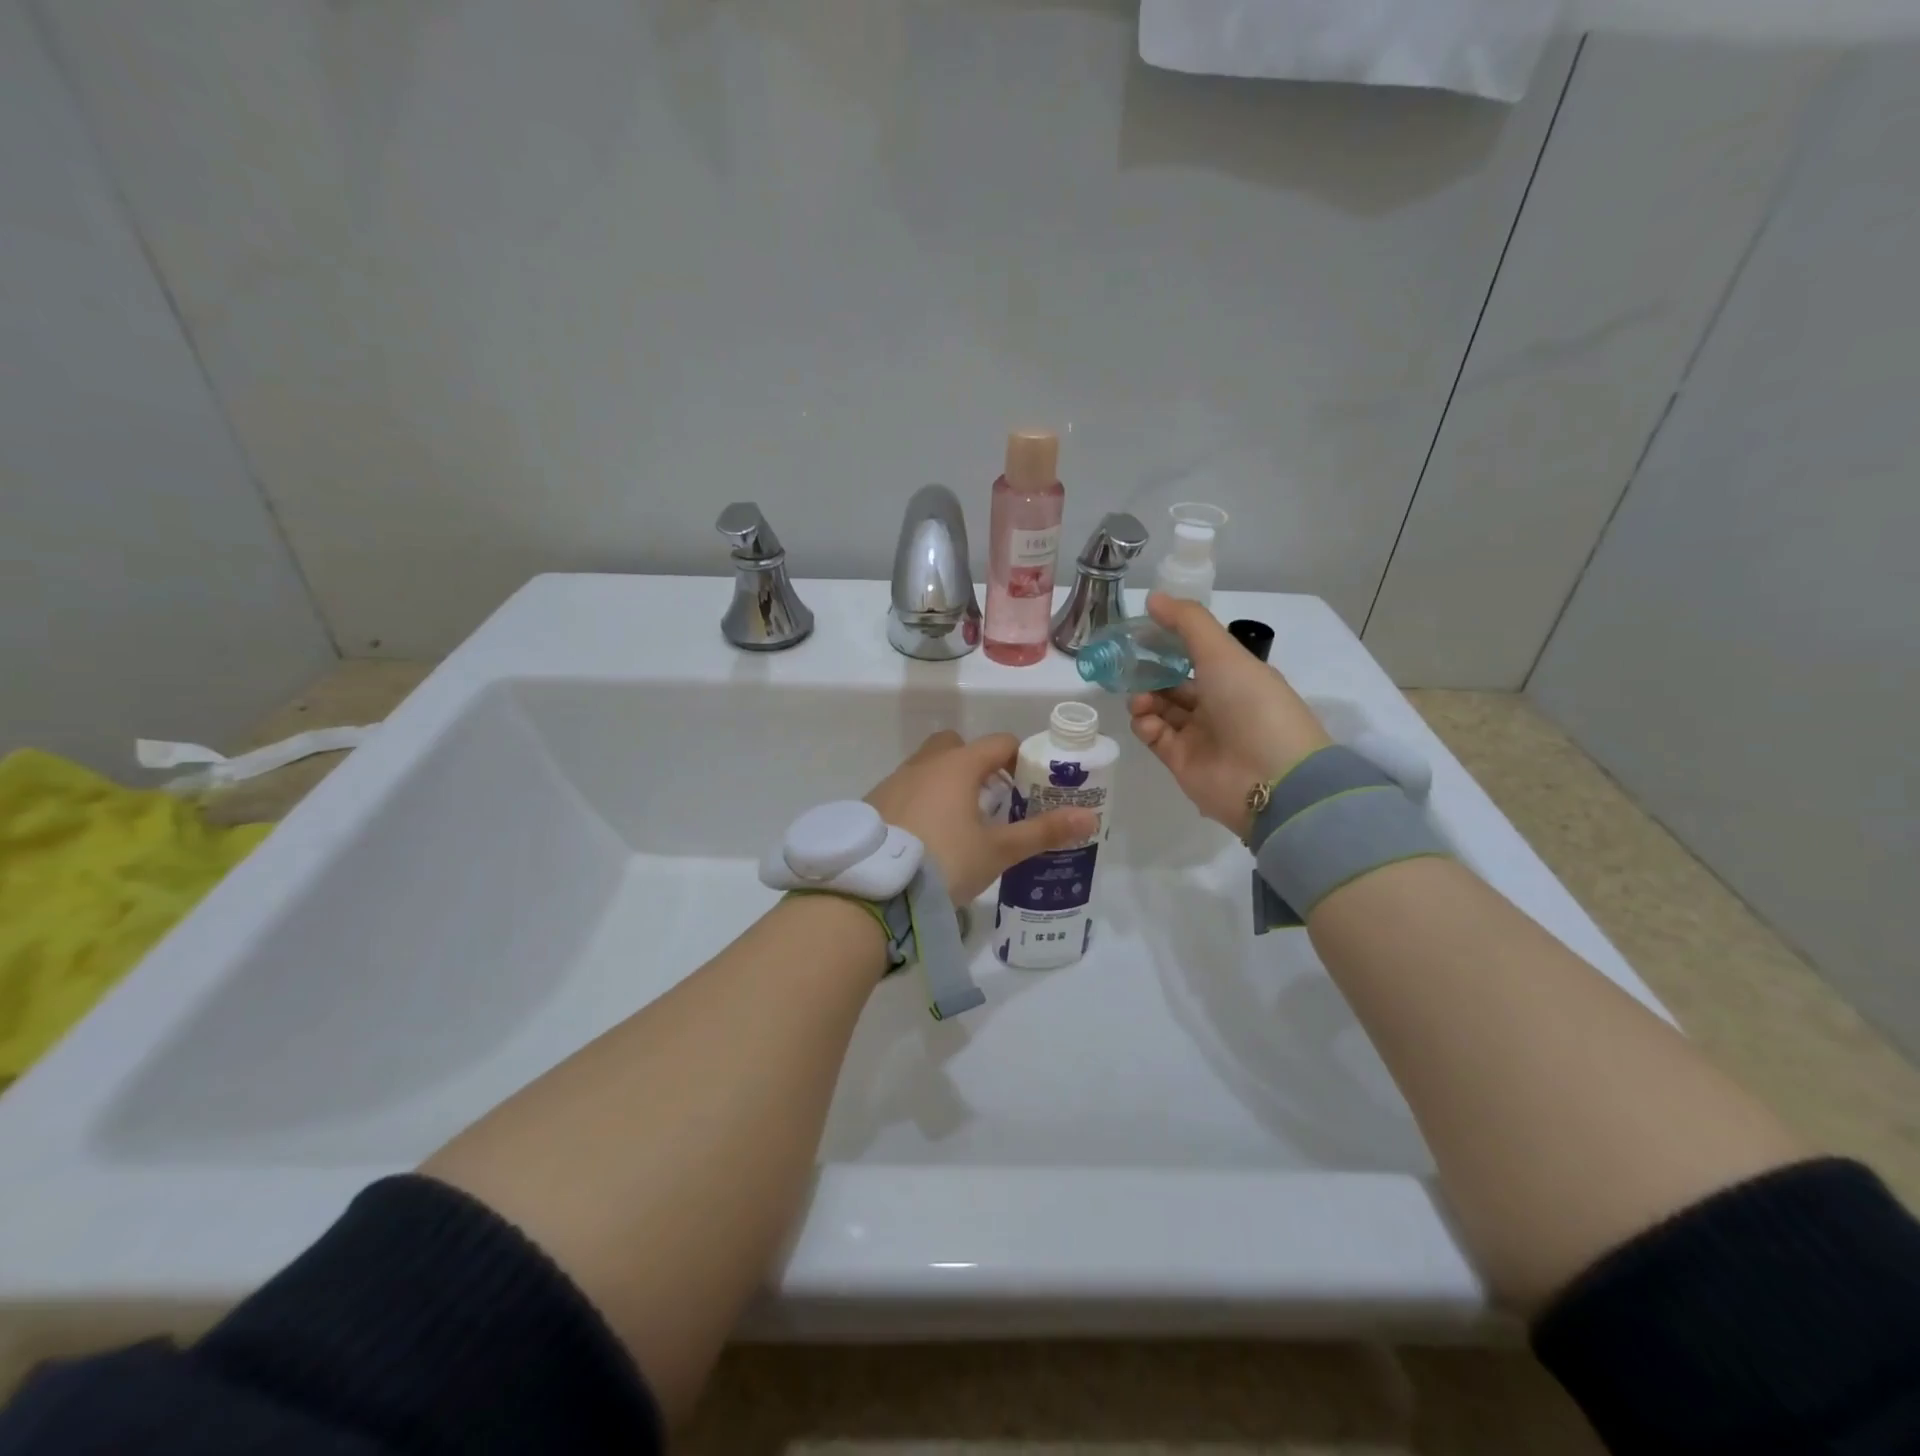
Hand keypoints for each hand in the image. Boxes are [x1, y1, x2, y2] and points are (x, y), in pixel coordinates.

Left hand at [866, 732, 1097, 903]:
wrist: (873, 889)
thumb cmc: (944, 861)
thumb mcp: (997, 851)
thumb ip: (1042, 832)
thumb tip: (1089, 818)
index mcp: (958, 766)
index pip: (999, 743)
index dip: (1020, 758)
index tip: (1029, 786)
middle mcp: (924, 764)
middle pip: (956, 746)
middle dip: (977, 764)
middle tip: (991, 799)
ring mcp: (894, 781)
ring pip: (927, 767)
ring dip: (946, 783)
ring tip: (959, 823)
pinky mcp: (873, 803)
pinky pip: (905, 789)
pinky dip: (920, 801)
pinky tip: (925, 837)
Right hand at [1128, 593, 1332, 838]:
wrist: (1272, 779)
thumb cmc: (1251, 705)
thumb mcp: (1222, 653)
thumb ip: (1187, 623)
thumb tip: (1152, 598)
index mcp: (1235, 677)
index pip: (1196, 655)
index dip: (1168, 643)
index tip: (1140, 633)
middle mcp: (1218, 705)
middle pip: (1174, 683)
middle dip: (1149, 673)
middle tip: (1127, 665)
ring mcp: (1200, 735)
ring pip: (1161, 709)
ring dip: (1144, 698)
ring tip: (1139, 698)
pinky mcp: (1181, 762)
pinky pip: (1155, 737)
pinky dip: (1145, 724)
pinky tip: (1145, 719)